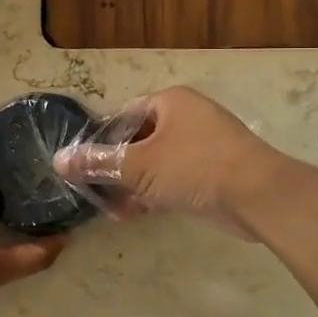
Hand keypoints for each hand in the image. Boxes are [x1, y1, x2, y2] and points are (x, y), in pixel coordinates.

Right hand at [53, 86, 284, 239]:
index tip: (82, 164)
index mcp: (170, 102)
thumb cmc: (194, 167)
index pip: (123, 115)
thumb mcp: (139, 165)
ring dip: (131, 185)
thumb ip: (98, 162)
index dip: (100, 139)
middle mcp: (186, 118)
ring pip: (154, 163)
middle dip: (115, 168)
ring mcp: (201, 146)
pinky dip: (152, 193)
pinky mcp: (210, 174)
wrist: (258, 196)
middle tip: (93, 190)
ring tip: (111, 208)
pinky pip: (172, 179)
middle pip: (138, 140)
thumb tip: (59, 160)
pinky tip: (133, 214)